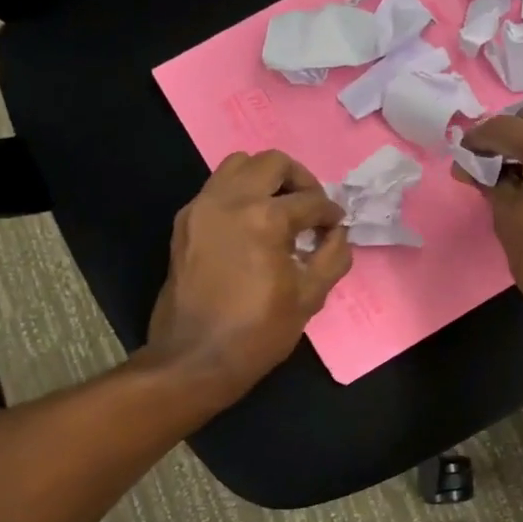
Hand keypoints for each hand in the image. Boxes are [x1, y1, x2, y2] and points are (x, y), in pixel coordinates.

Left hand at [143, 150, 350, 402]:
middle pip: (272, 163)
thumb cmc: (259, 331)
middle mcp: (229, 201)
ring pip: (238, 165)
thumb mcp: (311, 296)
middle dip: (300, 180)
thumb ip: (333, 255)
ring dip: (265, 179)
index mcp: (265, 218)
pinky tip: (253, 226)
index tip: (337, 226)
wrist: (195, 358)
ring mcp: (201, 208)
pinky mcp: (185, 222)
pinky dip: (240, 194)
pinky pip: (216, 188)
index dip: (331, 213)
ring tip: (281, 210)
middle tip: (311, 208)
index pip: (311, 200)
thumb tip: (338, 233)